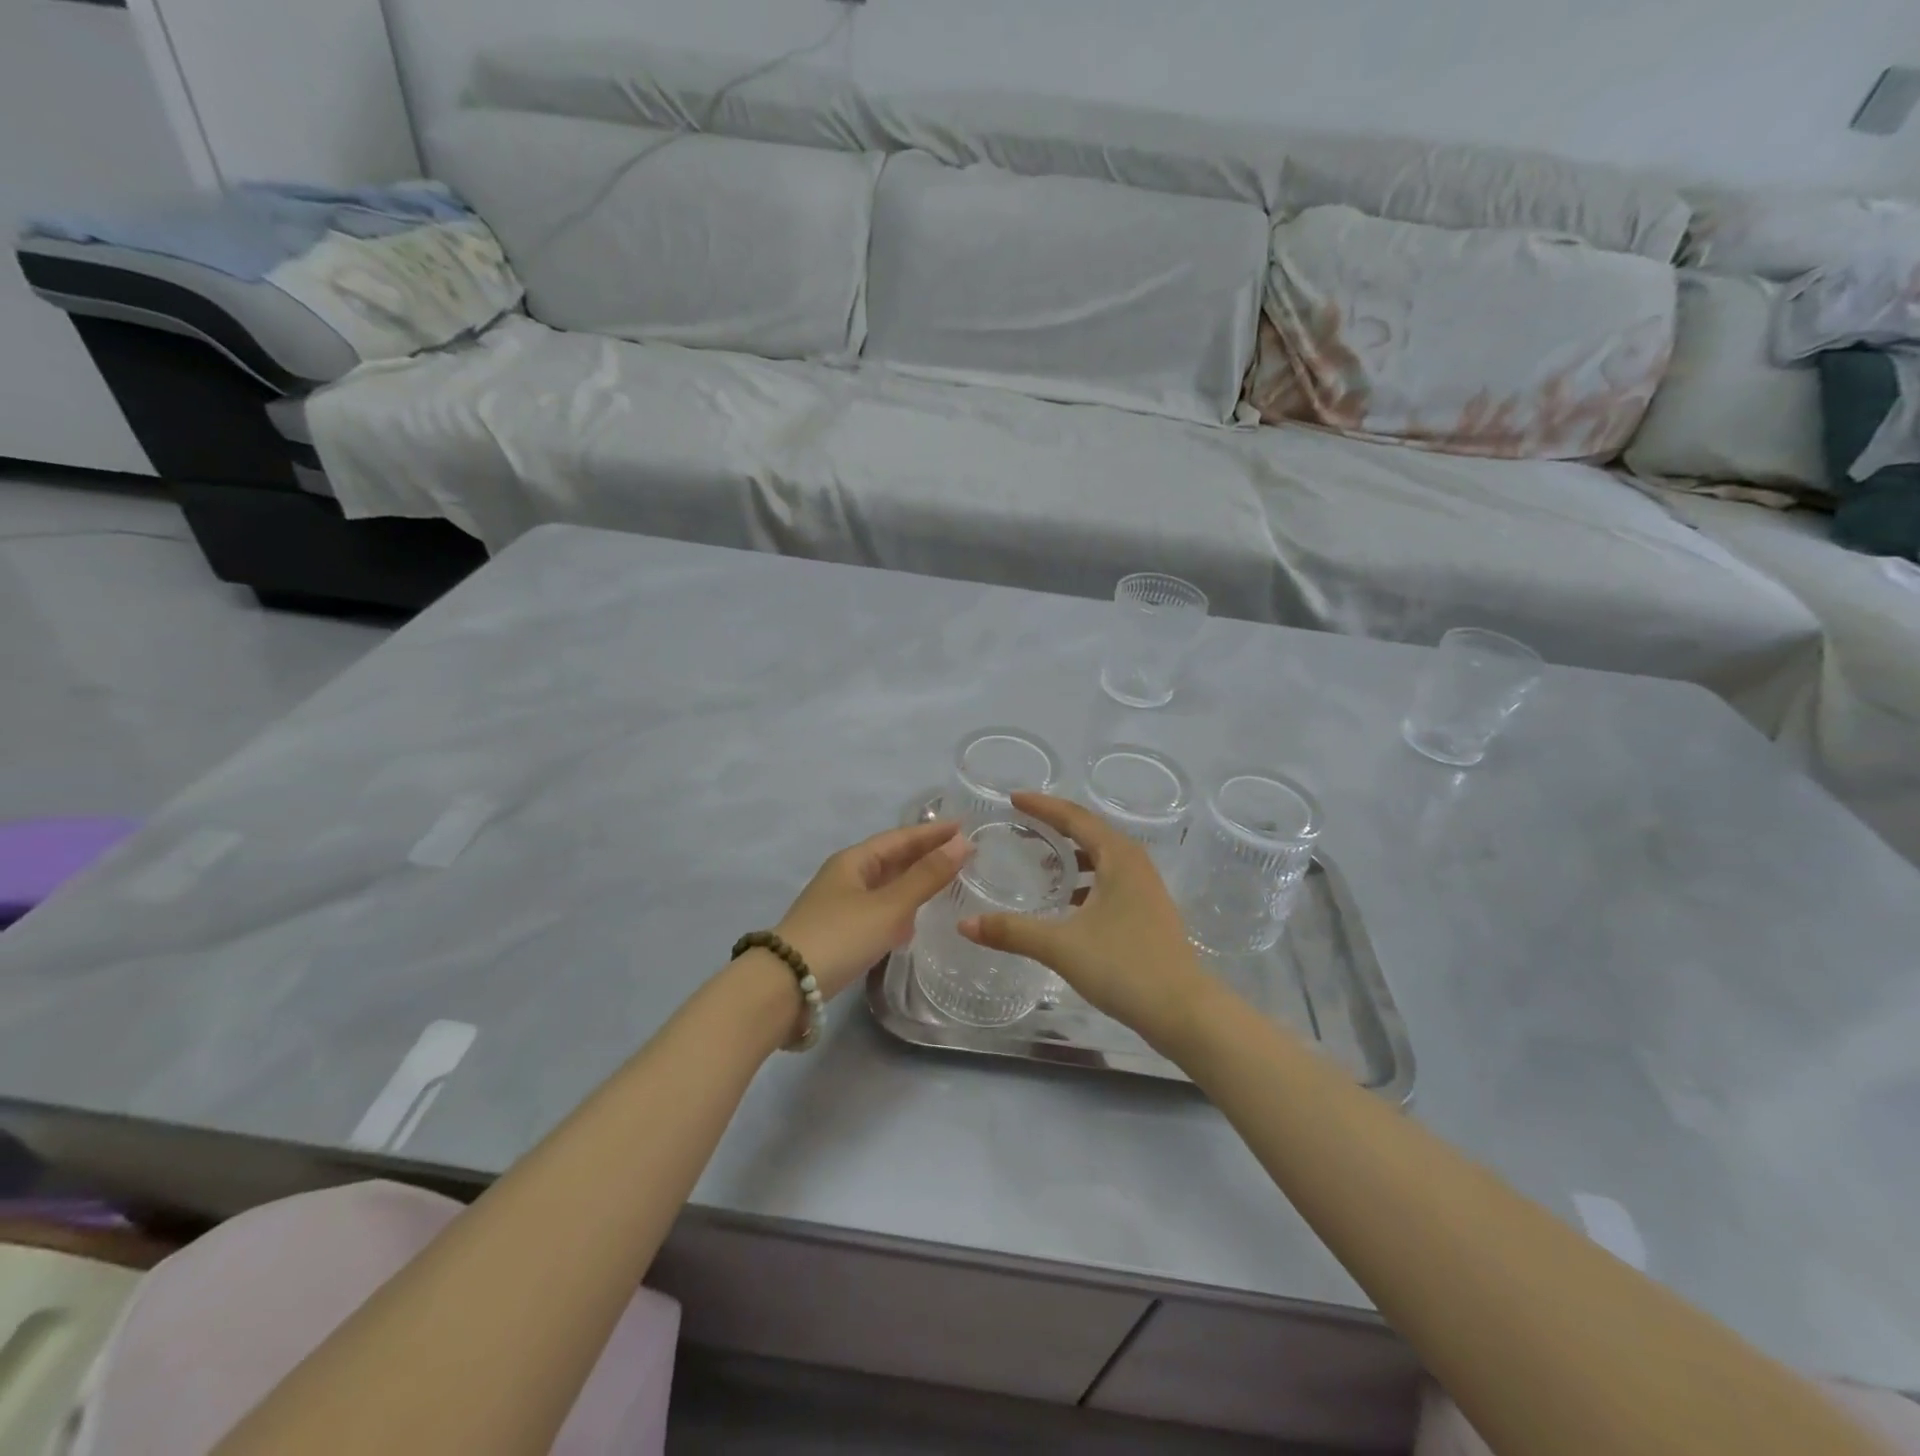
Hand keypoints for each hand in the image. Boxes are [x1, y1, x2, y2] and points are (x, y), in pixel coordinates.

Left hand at [773, 819, 968, 998]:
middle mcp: (845, 877)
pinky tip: (913, 922)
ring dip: (913, 881)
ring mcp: (839, 905)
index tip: (964, 828)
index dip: (932, 833)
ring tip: (945, 882)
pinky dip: (899, 909)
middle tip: (962, 854)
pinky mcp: (839, 933)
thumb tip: (961, 843)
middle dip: (924, 855)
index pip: (900, 838)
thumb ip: (926, 877)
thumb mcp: (889, 906)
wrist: (785, 987)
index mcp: (854, 861)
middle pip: (891, 859)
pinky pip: (877, 910)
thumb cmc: (840, 937)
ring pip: (884, 885)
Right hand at [959, 792, 1213, 1048]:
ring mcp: (1145, 888)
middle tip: (1022, 825)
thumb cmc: (1124, 966)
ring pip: (1102, 858)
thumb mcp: (1061, 946)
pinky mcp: (1148, 912)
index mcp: (1118, 857)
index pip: (1074, 817)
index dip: (1042, 805)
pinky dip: (1085, 881)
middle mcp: (1135, 863)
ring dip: (1072, 856)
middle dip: (1055, 826)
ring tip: (1040, 864)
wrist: (1184, 1011)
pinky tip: (1067, 903)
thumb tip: (964, 924)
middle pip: (1090, 832)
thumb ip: (1012, 932)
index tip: (1013, 798)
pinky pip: (1110, 880)